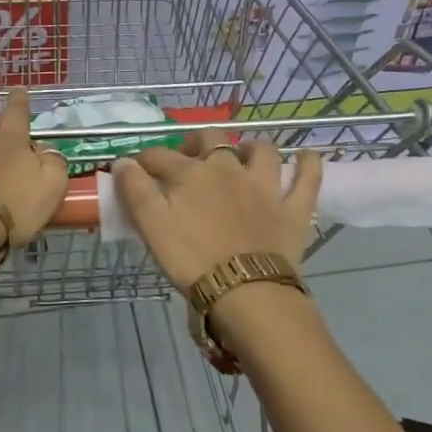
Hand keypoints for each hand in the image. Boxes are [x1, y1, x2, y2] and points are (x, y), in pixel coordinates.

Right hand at [112, 130, 322, 292]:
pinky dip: (309, 164)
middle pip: (211, 139)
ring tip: (244, 155)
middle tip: (188, 158)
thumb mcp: (152, 226)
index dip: (144, 160)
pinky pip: (308, 177)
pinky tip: (307, 156)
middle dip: (197, 142)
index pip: (160, 156)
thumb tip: (123, 161)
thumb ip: (135, 190)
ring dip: (251, 148)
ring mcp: (265, 186)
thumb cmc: (192, 260)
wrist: (246, 292)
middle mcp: (229, 168)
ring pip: (262, 151)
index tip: (135, 169)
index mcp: (191, 173)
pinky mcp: (293, 207)